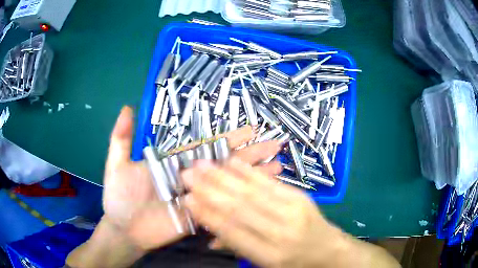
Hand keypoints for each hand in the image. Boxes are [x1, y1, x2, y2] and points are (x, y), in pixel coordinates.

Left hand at [102, 106, 282, 250]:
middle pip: (226, 164)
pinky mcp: (200, 218)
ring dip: (253, 177)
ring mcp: (198, 199)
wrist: (122, 230)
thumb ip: (122, 137)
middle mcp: (192, 178)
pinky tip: (259, 197)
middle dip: (251, 154)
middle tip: (275, 144)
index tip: (252, 129)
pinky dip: (241, 202)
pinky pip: (223, 208)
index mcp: (176, 163)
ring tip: (277, 167)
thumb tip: (127, 108)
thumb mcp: (117, 165)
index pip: (208, 146)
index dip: (231, 138)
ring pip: (229, 185)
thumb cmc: (119, 198)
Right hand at [181, 157, 348, 267]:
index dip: (207, 215)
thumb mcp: (265, 264)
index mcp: (270, 255)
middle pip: (240, 208)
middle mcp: (281, 232)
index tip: (187, 200)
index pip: (232, 232)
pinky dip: (249, 172)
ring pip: (252, 191)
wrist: (327, 250)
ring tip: (202, 165)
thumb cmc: (294, 262)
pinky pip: (270, 183)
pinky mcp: (300, 196)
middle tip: (187, 175)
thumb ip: (237, 249)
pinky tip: (232, 162)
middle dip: (209, 190)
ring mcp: (293, 210)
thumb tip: (209, 239)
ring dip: (224, 176)